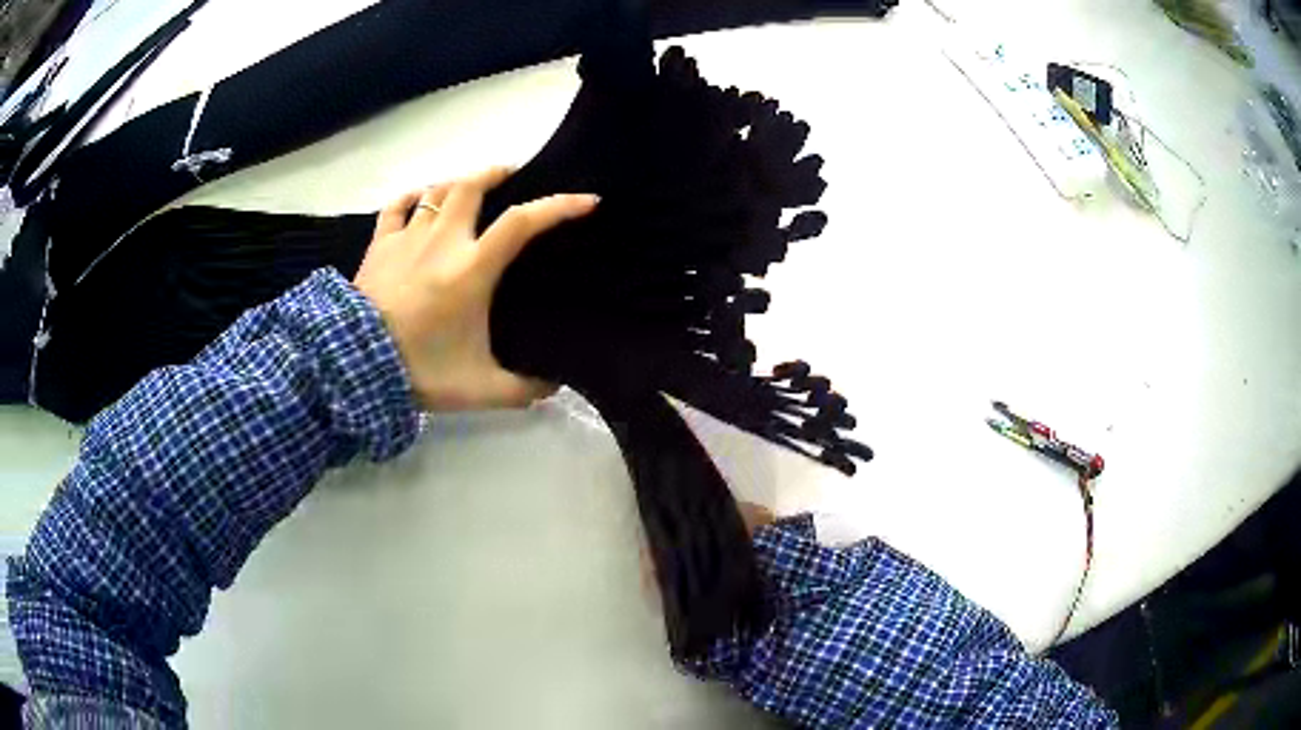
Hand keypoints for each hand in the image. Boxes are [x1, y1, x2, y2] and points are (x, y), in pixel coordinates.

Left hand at [354, 166, 598, 410]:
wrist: (356, 367)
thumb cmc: (421, 370)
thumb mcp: (480, 388)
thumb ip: (523, 388)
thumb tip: (555, 385)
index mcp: (472, 268)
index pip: (523, 222)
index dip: (558, 206)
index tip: (586, 200)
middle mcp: (443, 240)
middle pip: (472, 185)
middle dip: (498, 172)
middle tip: (514, 173)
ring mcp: (407, 238)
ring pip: (437, 190)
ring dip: (459, 181)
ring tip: (472, 184)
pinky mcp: (380, 245)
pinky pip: (397, 206)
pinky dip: (412, 196)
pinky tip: (421, 197)